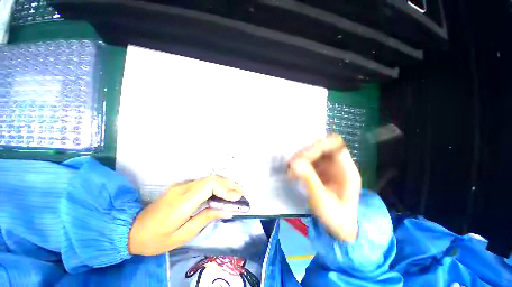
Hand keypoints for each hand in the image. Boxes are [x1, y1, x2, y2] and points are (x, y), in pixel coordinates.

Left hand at [128, 176, 242, 255]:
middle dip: (229, 185)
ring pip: (209, 179)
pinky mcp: (183, 187)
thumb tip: (227, 211)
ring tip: (237, 192)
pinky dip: (217, 186)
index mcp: (182, 201)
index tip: (238, 198)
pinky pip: (204, 183)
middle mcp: (183, 188)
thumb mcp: (182, 235)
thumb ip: (206, 218)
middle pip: (211, 179)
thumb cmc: (156, 238)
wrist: (132, 229)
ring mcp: (182, 186)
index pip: (209, 186)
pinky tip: (224, 191)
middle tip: (243, 193)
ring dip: (225, 184)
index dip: (226, 189)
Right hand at [288, 134, 360, 241]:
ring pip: (315, 152)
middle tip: (293, 164)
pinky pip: (310, 160)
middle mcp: (339, 164)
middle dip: (306, 152)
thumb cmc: (335, 217)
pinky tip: (293, 172)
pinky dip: (301, 163)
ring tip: (291, 169)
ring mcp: (330, 166)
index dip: (318, 147)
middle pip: (323, 146)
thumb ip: (309, 179)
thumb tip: (294, 163)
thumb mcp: (322, 200)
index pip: (335, 145)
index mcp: (347, 170)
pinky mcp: (322, 170)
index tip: (301, 158)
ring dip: (302, 157)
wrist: (340, 227)